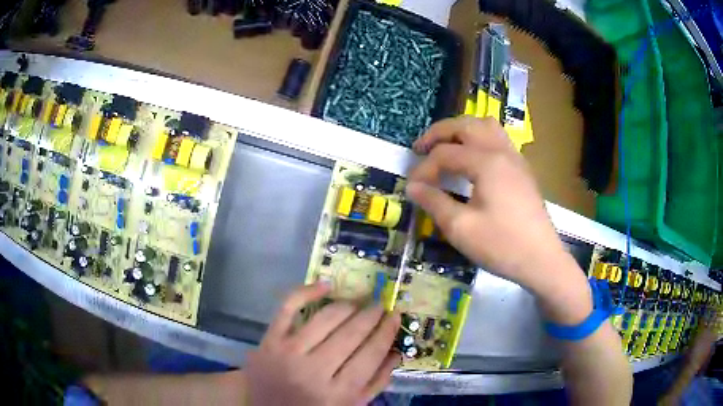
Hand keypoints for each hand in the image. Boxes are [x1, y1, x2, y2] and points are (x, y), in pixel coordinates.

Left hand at [245, 283, 400, 405]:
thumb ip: (376, 382)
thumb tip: (395, 350)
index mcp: (339, 393)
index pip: (370, 354)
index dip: (386, 331)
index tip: (395, 315)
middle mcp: (314, 371)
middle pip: (350, 334)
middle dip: (371, 315)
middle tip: (380, 305)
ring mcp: (288, 352)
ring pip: (325, 319)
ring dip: (347, 306)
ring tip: (359, 302)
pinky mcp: (268, 340)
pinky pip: (287, 307)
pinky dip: (306, 291)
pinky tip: (325, 286)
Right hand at [407, 117, 590, 322]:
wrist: (541, 260)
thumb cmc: (501, 245)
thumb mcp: (461, 228)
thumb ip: (434, 202)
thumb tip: (412, 187)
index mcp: (486, 161)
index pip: (444, 154)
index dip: (423, 169)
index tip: (412, 188)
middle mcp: (501, 151)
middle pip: (465, 125)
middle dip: (439, 133)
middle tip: (420, 148)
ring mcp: (515, 158)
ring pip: (486, 126)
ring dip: (462, 130)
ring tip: (447, 146)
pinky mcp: (522, 169)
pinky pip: (498, 139)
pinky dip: (479, 139)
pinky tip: (473, 160)